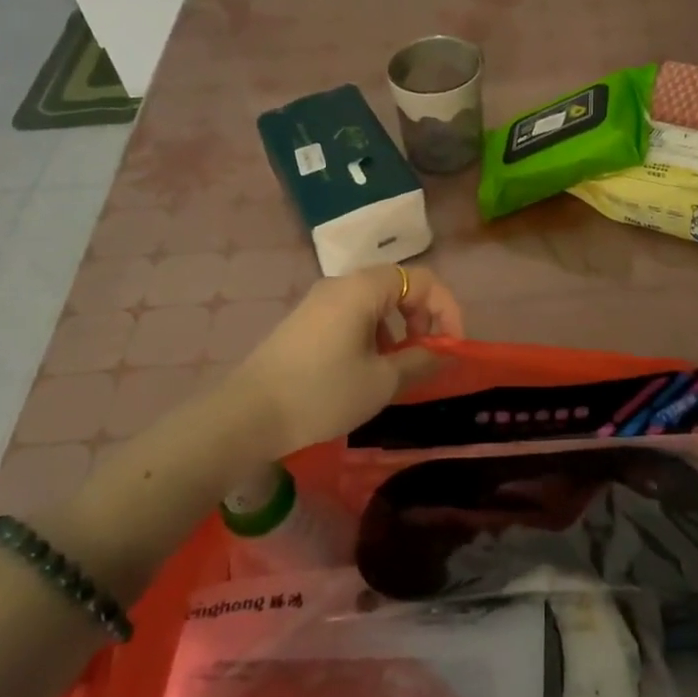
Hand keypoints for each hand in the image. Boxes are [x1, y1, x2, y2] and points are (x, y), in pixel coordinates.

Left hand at [223, 265, 464, 455]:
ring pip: (375, 303)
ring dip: (398, 328)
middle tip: (427, 354)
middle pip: (399, 286)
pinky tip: (365, 369)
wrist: (246, 416)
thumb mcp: (381, 381)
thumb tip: (445, 353)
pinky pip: (352, 316)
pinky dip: (373, 334)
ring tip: (397, 367)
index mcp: (364, 288)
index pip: (423, 280)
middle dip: (423, 317)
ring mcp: (319, 302)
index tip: (451, 347)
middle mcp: (341, 285)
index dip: (447, 309)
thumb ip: (421, 361)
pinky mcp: (304, 322)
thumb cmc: (323, 392)